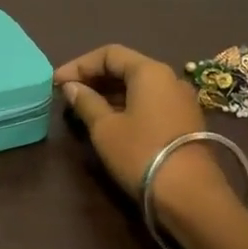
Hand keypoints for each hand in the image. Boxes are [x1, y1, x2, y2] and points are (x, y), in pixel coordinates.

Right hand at [54, 44, 230, 220]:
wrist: (190, 194)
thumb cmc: (141, 153)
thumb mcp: (105, 128)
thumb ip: (86, 102)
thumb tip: (72, 87)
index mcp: (150, 71)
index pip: (109, 54)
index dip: (79, 64)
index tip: (57, 82)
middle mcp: (169, 78)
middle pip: (126, 67)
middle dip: (94, 78)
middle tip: (68, 94)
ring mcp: (181, 100)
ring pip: (139, 87)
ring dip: (109, 93)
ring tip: (84, 109)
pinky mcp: (185, 121)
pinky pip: (150, 102)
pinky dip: (127, 105)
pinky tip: (110, 122)